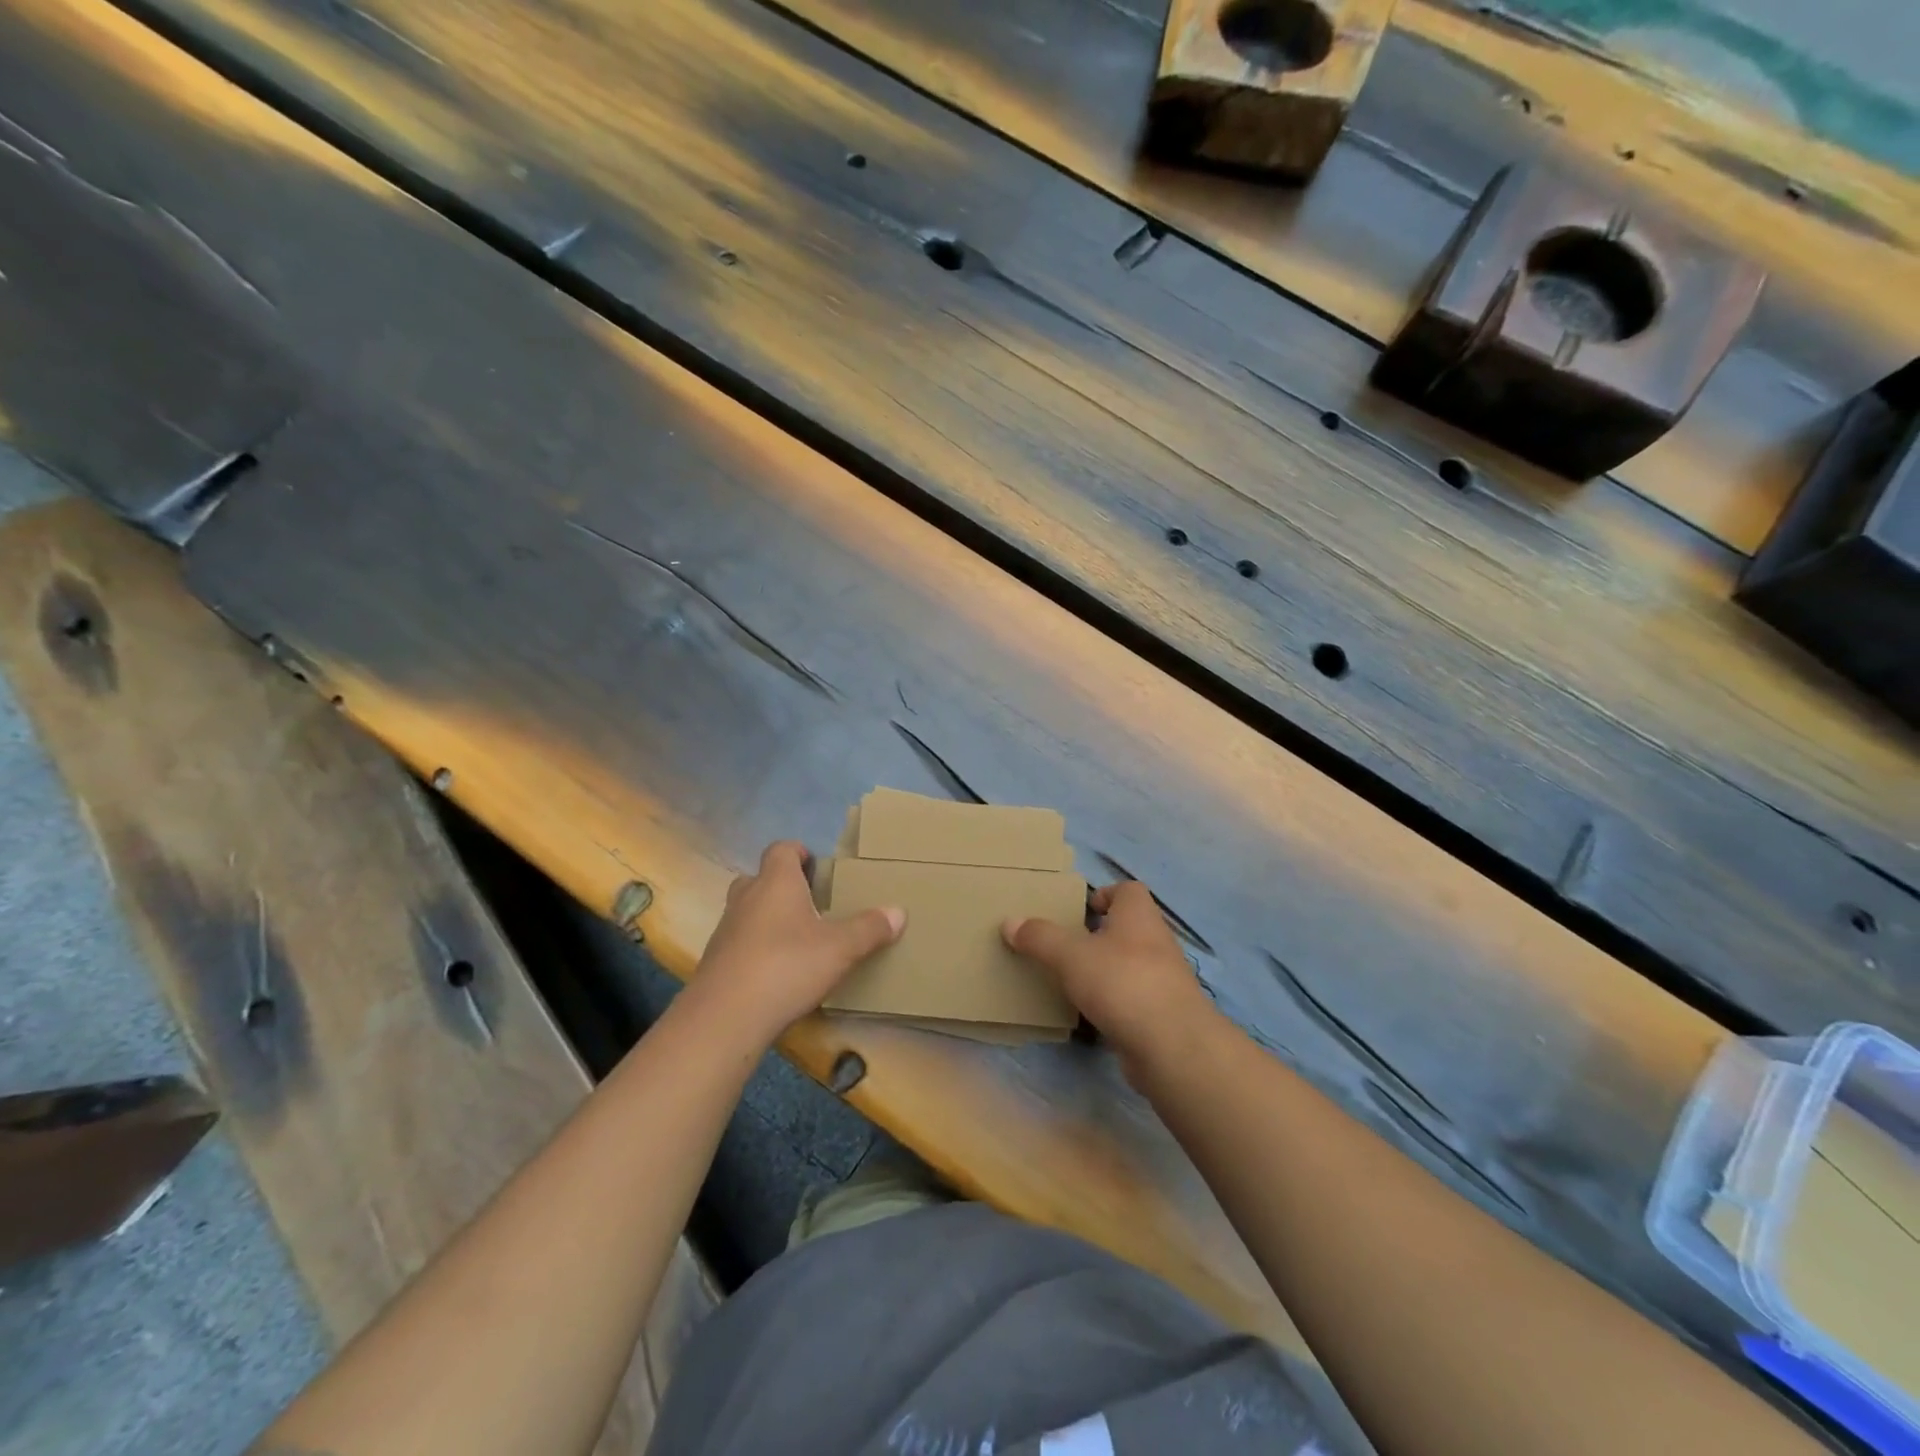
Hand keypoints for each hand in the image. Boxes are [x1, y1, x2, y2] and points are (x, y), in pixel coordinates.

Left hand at [690, 840, 903, 1045]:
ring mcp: (726, 929)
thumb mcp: (840, 948)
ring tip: (796, 939)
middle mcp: (746, 897)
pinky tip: (776, 972)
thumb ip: (869, 929)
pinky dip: (755, 948)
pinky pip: (739, 942)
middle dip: (782, 886)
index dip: (798, 852)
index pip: (781, 849)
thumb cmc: (787, 966)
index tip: (816, 866)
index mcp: (776, 882)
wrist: (725, 1017)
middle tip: (809, 904)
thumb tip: (898, 912)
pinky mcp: (715, 961)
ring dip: (767, 917)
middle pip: (760, 877)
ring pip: (747, 910)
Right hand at [1003, 880, 1213, 1073]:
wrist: (1172, 1046)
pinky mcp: (1161, 1015)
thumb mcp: (1071, 955)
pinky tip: (1088, 1015)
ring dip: (1105, 970)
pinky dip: (1112, 1004)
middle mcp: (1156, 942)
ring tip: (1070, 980)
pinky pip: (1132, 1000)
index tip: (1080, 909)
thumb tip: (1009, 921)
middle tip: (1065, 945)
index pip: (1129, 890)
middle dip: (1099, 935)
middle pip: (1128, 928)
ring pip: (1130, 965)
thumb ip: (1040, 937)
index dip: (1106, 894)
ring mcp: (1163, 981)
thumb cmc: (1122, 982)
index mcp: (1139, 916)